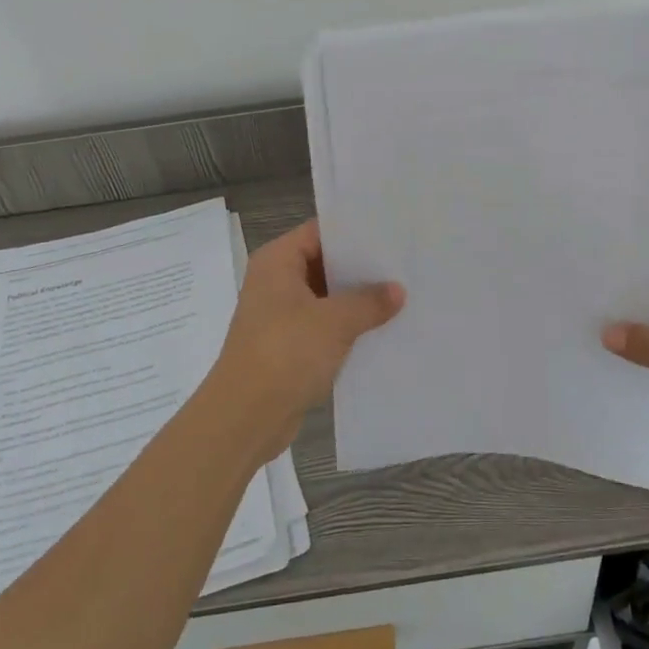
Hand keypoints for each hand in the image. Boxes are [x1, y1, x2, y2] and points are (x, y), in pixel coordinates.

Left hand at [210, 219, 404, 457]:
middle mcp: (275, 282)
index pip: (319, 232)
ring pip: (325, 297)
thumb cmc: (285, 353)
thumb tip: (397, 290)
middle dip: (361, 268)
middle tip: (404, 264)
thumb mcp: (334, 322)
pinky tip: (381, 330)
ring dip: (356, 301)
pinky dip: (346, 327)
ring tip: (402, 296)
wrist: (245, 417)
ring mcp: (280, 315)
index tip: (391, 233)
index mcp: (277, 261)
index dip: (354, 232)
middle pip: (323, 263)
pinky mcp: (287, 346)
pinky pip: (323, 326)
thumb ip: (368, 301)